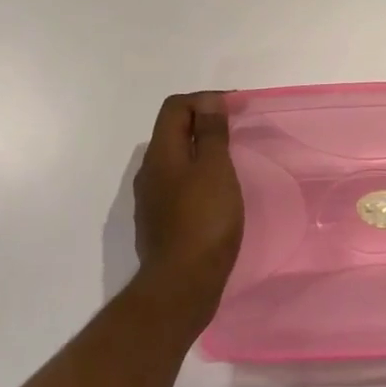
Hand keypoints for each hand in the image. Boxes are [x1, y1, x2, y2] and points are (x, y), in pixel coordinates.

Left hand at [134, 93, 243, 311]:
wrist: (181, 287)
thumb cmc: (204, 220)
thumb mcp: (215, 168)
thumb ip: (211, 132)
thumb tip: (208, 101)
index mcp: (160, 153)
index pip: (175, 106)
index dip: (204, 99)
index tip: (235, 108)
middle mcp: (150, 172)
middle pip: (172, 131)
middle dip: (203, 124)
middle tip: (235, 132)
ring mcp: (151, 200)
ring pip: (175, 160)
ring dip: (201, 152)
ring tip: (230, 162)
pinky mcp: (159, 224)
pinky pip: (178, 186)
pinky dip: (197, 178)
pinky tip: (217, 195)